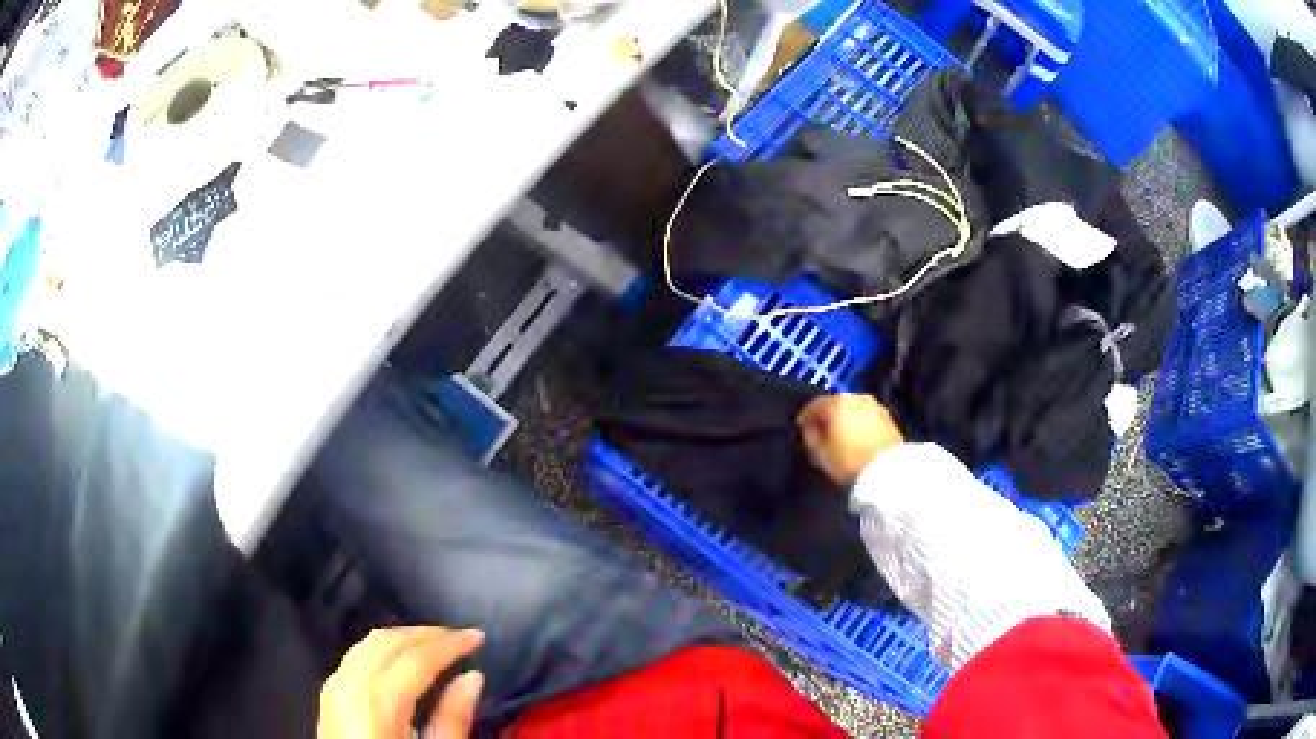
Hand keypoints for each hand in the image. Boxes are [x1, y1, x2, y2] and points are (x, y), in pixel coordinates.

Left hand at [318, 627, 484, 738]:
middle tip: (459, 637)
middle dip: (427, 634)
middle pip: (389, 642)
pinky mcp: (328, 694)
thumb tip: (472, 678)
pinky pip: (355, 655)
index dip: (450, 644)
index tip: (476, 637)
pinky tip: (398, 658)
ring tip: (433, 643)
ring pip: (368, 642)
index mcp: (378, 703)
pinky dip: (381, 648)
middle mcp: (350, 685)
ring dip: (403, 637)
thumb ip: (452, 719)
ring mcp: (334, 687)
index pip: (417, 658)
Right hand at [797, 393, 903, 485]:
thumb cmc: (849, 460)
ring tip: (841, 438)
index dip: (805, 418)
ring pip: (853, 411)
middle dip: (828, 418)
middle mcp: (857, 397)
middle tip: (821, 434)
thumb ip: (810, 437)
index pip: (814, 405)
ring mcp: (875, 406)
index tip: (801, 429)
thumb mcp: (820, 454)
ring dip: (845, 421)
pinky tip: (857, 439)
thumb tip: (810, 429)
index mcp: (837, 402)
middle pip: (836, 405)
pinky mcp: (889, 418)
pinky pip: (867, 418)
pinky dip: (859, 425)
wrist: (888, 470)